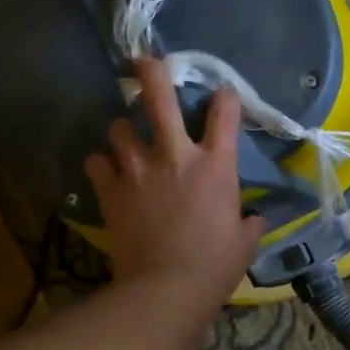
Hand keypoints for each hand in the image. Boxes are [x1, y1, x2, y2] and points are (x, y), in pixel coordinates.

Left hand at [85, 57, 265, 296]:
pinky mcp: (111, 190)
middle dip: (152, 73)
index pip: (225, 116)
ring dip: (125, 131)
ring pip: (120, 128)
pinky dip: (103, 164)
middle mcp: (175, 156)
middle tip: (145, 61)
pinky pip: (97, 162)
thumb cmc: (216, 265)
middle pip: (159, 99)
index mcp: (217, 166)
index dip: (225, 98)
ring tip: (128, 140)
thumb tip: (251, 218)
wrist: (167, 287)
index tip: (223, 93)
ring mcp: (138, 169)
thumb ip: (248, 222)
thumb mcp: (245, 242)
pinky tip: (109, 173)